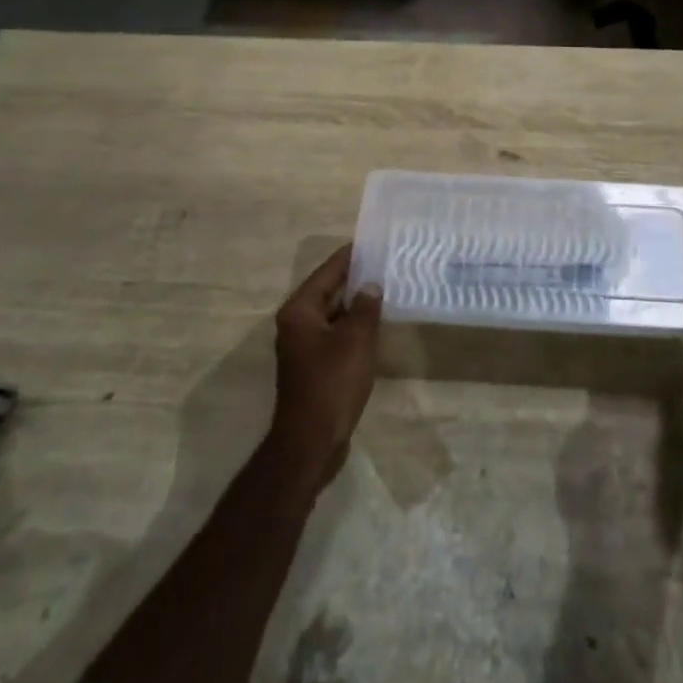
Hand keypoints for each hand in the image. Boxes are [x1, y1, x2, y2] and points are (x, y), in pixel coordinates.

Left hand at [270, 244, 382, 484]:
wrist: (311, 442)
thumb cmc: (332, 383)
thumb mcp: (356, 339)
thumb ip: (365, 307)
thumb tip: (371, 285)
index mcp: (300, 310)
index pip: (328, 272)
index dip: (350, 256)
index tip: (373, 241)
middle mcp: (296, 323)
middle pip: (328, 290)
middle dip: (355, 278)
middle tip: (385, 263)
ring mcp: (303, 345)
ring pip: (333, 313)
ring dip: (356, 303)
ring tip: (385, 288)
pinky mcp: (313, 365)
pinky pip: (335, 333)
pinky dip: (353, 325)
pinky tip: (375, 323)